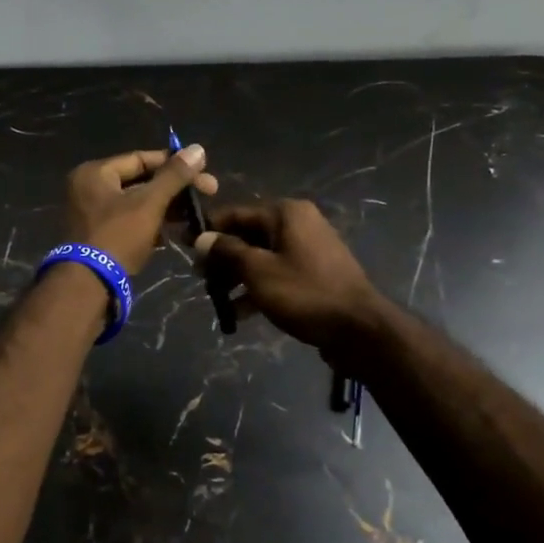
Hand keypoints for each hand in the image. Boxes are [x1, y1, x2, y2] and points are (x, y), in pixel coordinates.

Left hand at [65, 145, 216, 276]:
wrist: (89, 286)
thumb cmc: (118, 236)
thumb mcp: (149, 203)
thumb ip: (174, 176)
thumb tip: (198, 148)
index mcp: (95, 173)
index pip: (141, 158)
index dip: (174, 164)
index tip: (204, 172)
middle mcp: (89, 189)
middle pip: (140, 181)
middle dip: (175, 189)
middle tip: (209, 193)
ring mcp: (93, 215)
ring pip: (138, 203)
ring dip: (167, 208)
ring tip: (197, 215)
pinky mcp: (100, 237)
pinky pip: (131, 222)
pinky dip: (152, 225)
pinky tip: (176, 233)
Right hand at [194, 200, 387, 355]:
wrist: (359, 330)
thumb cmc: (304, 293)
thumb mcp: (258, 271)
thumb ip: (227, 252)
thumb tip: (202, 239)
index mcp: (287, 213)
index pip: (236, 213)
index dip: (208, 229)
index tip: (184, 245)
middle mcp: (299, 224)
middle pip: (249, 235)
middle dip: (222, 257)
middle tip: (199, 279)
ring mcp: (309, 250)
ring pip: (262, 257)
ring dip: (237, 276)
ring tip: (216, 299)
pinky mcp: (314, 275)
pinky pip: (277, 274)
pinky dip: (258, 288)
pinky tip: (239, 313)